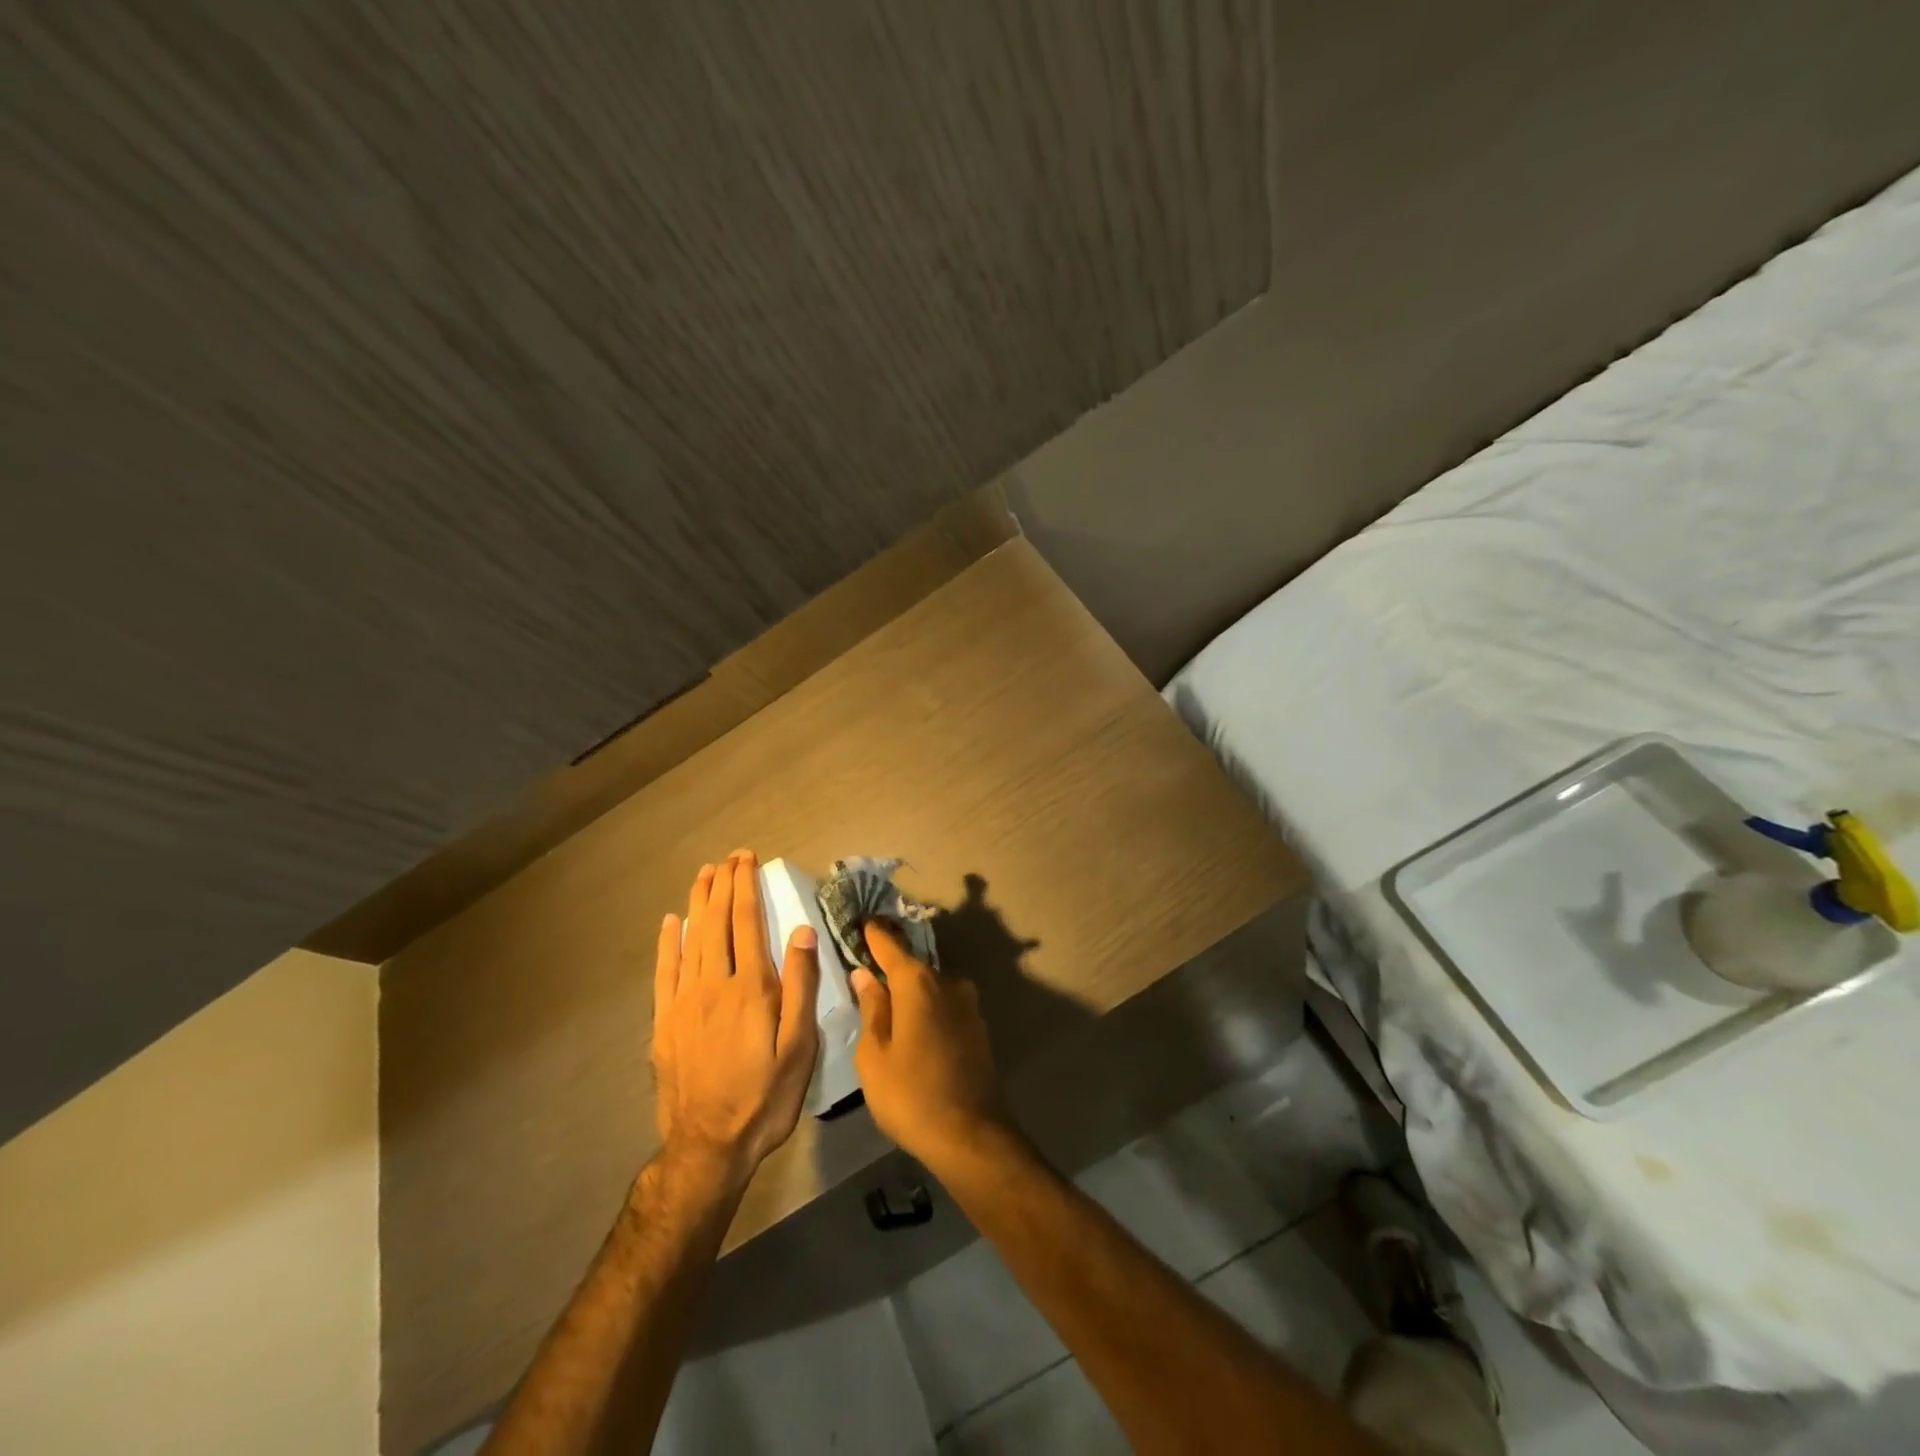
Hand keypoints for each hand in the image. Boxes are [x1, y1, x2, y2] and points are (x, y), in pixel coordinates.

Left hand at [652, 851, 820, 1185]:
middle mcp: (714, 985)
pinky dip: (668, 943)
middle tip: (729, 858)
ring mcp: (684, 1002)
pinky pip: (664, 971)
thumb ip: (801, 987)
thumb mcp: (799, 1047)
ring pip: (691, 939)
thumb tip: (801, 932)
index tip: (747, 859)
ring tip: (704, 874)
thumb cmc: (765, 1096)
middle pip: (718, 923)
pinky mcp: (665, 1022)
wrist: (709, 1146)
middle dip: (724, 885)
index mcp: (751, 988)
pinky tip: (672, 922)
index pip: (747, 922)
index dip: (747, 887)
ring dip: (698, 903)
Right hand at [850, 921, 1009, 1171]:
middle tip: (866, 969)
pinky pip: (944, 1005)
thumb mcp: (875, 1055)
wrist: (971, 1135)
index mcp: (917, 982)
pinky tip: (913, 1028)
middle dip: (890, 966)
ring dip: (910, 991)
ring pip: (930, 987)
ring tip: (886, 1004)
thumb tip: (865, 975)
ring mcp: (967, 1004)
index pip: (890, 945)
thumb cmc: (910, 1094)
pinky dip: (927, 1008)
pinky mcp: (977, 1026)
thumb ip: (871, 1008)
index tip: (862, 921)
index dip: (874, 934)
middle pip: (912, 965)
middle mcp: (947, 982)